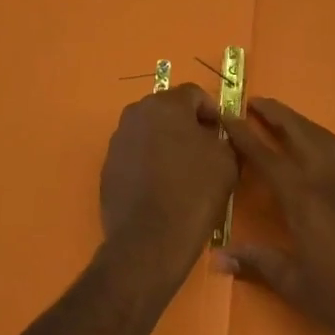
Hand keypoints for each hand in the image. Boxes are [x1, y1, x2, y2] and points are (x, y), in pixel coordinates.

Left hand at [100, 83, 236, 276]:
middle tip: (204, 151)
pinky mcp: (108, 164)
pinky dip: (148, 161)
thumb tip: (213, 135)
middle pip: (168, 109)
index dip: (211, 112)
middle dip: (186, 125)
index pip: (194, 94)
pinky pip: (135, 153)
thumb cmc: (193, 194)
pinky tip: (160, 186)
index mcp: (166, 104)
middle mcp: (136, 113)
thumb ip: (222, 138)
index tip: (221, 135)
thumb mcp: (226, 162)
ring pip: (149, 131)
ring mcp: (118, 139)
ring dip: (165, 142)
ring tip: (181, 171)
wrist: (148, 241)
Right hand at [219, 97, 334, 334]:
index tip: (226, 114)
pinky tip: (324, 145)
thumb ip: (256, 261)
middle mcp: (326, 174)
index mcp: (301, 195)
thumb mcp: (293, 282)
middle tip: (254, 103)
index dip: (242, 133)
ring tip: (283, 119)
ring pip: (321, 134)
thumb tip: (215, 257)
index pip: (263, 153)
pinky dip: (327, 139)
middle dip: (273, 113)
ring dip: (299, 122)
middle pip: (296, 130)